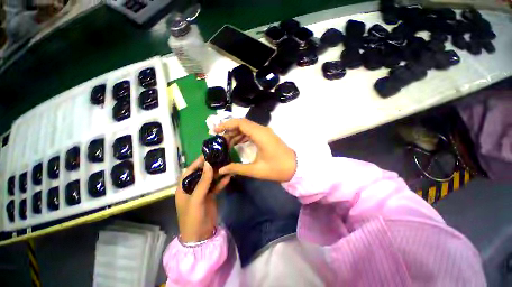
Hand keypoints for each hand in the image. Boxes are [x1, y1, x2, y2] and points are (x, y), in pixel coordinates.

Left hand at [175, 157, 230, 242]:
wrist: (200, 236)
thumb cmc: (192, 218)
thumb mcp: (196, 199)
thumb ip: (203, 181)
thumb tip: (208, 164)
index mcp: (183, 187)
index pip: (190, 171)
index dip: (197, 162)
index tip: (207, 154)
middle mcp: (192, 188)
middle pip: (201, 173)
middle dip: (209, 166)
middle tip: (219, 157)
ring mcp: (202, 192)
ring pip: (210, 179)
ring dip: (217, 173)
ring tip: (226, 164)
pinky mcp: (210, 196)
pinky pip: (216, 186)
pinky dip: (221, 181)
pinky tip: (228, 176)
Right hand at [214, 118, 296, 181]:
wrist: (295, 168)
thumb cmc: (277, 168)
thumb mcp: (256, 170)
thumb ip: (237, 168)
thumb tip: (221, 170)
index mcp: (260, 135)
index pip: (240, 123)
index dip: (226, 125)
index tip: (215, 130)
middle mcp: (262, 130)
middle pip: (242, 124)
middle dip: (229, 130)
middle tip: (219, 140)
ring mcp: (265, 132)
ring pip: (247, 128)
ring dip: (236, 133)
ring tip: (226, 143)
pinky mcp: (266, 136)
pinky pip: (252, 132)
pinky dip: (243, 136)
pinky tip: (236, 144)